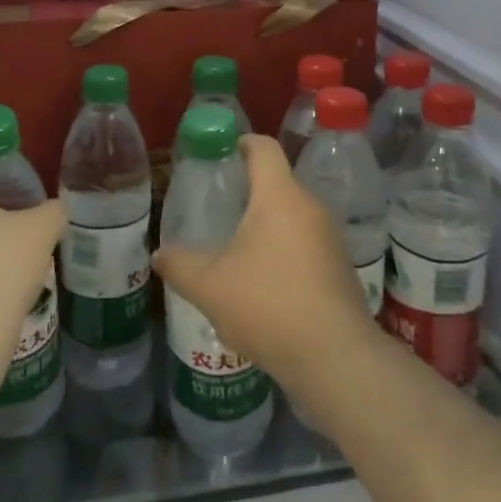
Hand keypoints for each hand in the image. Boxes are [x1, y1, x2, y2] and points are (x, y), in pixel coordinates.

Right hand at [153, 135, 374, 384]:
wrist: (334, 358)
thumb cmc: (267, 304)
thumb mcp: (209, 285)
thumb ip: (179, 265)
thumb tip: (159, 254)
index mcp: (280, 196)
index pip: (264, 148)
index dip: (241, 143)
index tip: (220, 154)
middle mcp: (310, 207)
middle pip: (278, 183)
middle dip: (248, 192)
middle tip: (218, 210)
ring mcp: (330, 239)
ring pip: (292, 218)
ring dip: (266, 227)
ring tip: (236, 252)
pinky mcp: (340, 269)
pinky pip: (306, 246)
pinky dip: (284, 253)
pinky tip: (264, 286)